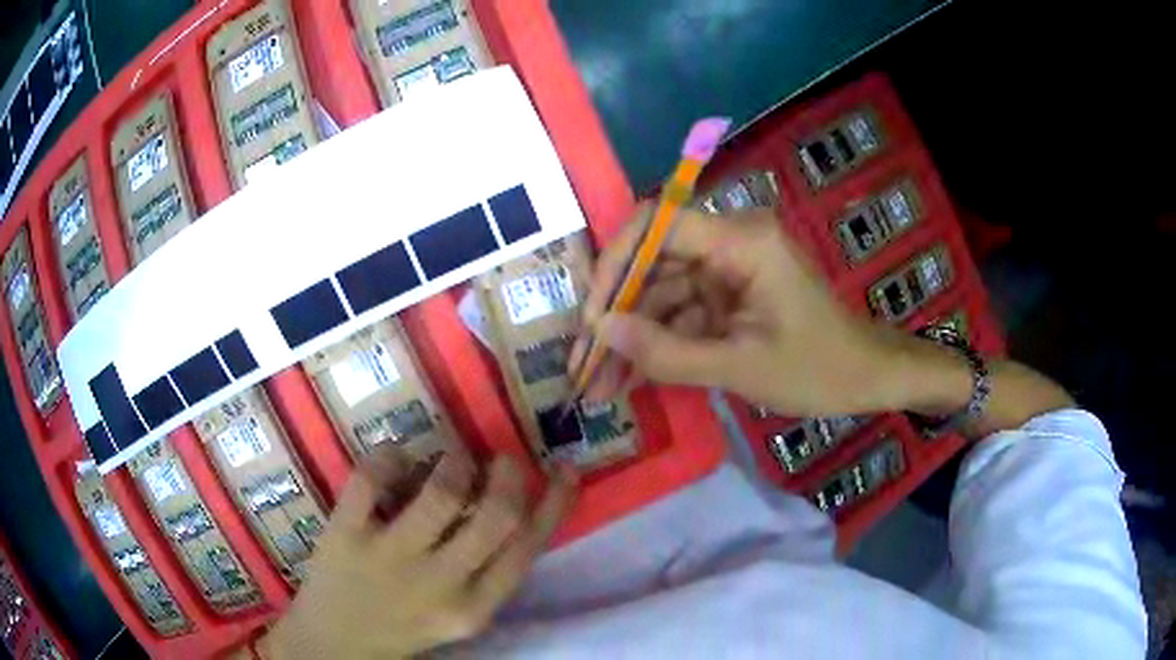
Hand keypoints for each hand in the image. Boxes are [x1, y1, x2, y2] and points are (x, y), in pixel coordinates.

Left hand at [260, 451, 575, 658]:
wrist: (335, 645)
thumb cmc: (402, 626)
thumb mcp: (458, 614)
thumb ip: (485, 571)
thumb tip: (507, 503)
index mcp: (474, 606)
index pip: (528, 548)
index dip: (554, 503)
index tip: (565, 469)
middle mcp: (440, 583)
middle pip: (496, 515)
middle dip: (509, 475)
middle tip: (502, 459)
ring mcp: (390, 558)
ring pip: (441, 491)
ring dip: (454, 461)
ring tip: (451, 458)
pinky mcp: (345, 534)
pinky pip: (372, 477)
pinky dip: (388, 456)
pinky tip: (394, 460)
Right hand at [574, 204, 932, 417]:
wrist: (869, 378)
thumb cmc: (819, 369)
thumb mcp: (741, 367)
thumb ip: (668, 352)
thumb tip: (601, 332)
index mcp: (742, 240)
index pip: (657, 224)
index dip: (614, 264)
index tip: (591, 316)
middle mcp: (730, 242)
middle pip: (653, 264)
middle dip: (616, 316)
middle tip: (581, 364)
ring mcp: (728, 269)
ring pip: (662, 294)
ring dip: (632, 339)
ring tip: (598, 386)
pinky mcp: (729, 295)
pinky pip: (682, 313)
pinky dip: (658, 345)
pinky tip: (629, 380)